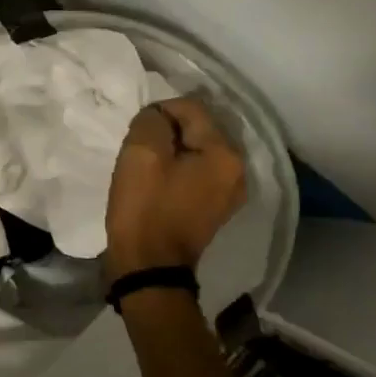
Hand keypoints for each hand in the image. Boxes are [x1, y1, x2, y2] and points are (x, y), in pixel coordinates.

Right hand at [105, 97, 246, 279]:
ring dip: (171, 153)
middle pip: (198, 129)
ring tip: (147, 168)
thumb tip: (159, 117)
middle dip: (168, 133)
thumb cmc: (145, 208)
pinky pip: (197, 173)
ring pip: (196, 152)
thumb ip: (152, 120)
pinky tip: (158, 184)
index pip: (192, 108)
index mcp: (225, 154)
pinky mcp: (216, 208)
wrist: (149, 268)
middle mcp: (238, 170)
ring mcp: (230, 192)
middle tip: (140, 151)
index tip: (137, 134)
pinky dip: (177, 172)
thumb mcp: (141, 152)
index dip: (159, 113)